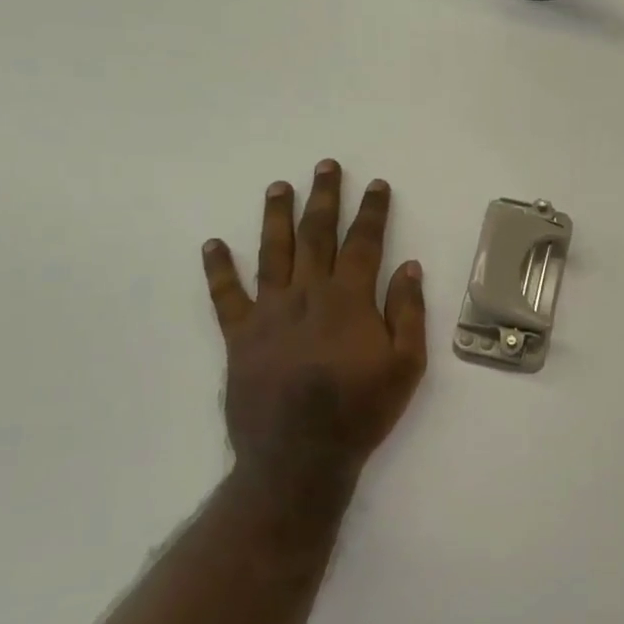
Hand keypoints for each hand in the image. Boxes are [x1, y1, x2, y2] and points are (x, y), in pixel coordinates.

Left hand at [201, 162, 427, 507]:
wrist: (299, 457)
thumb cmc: (361, 411)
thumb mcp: (406, 365)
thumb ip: (408, 312)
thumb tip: (410, 266)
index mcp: (349, 300)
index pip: (363, 243)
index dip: (372, 211)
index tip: (376, 184)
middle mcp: (307, 295)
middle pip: (316, 235)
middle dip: (323, 198)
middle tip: (325, 166)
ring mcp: (269, 313)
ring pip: (272, 253)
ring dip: (276, 216)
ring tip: (278, 186)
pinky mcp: (240, 337)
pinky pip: (226, 296)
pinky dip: (219, 269)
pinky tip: (213, 244)